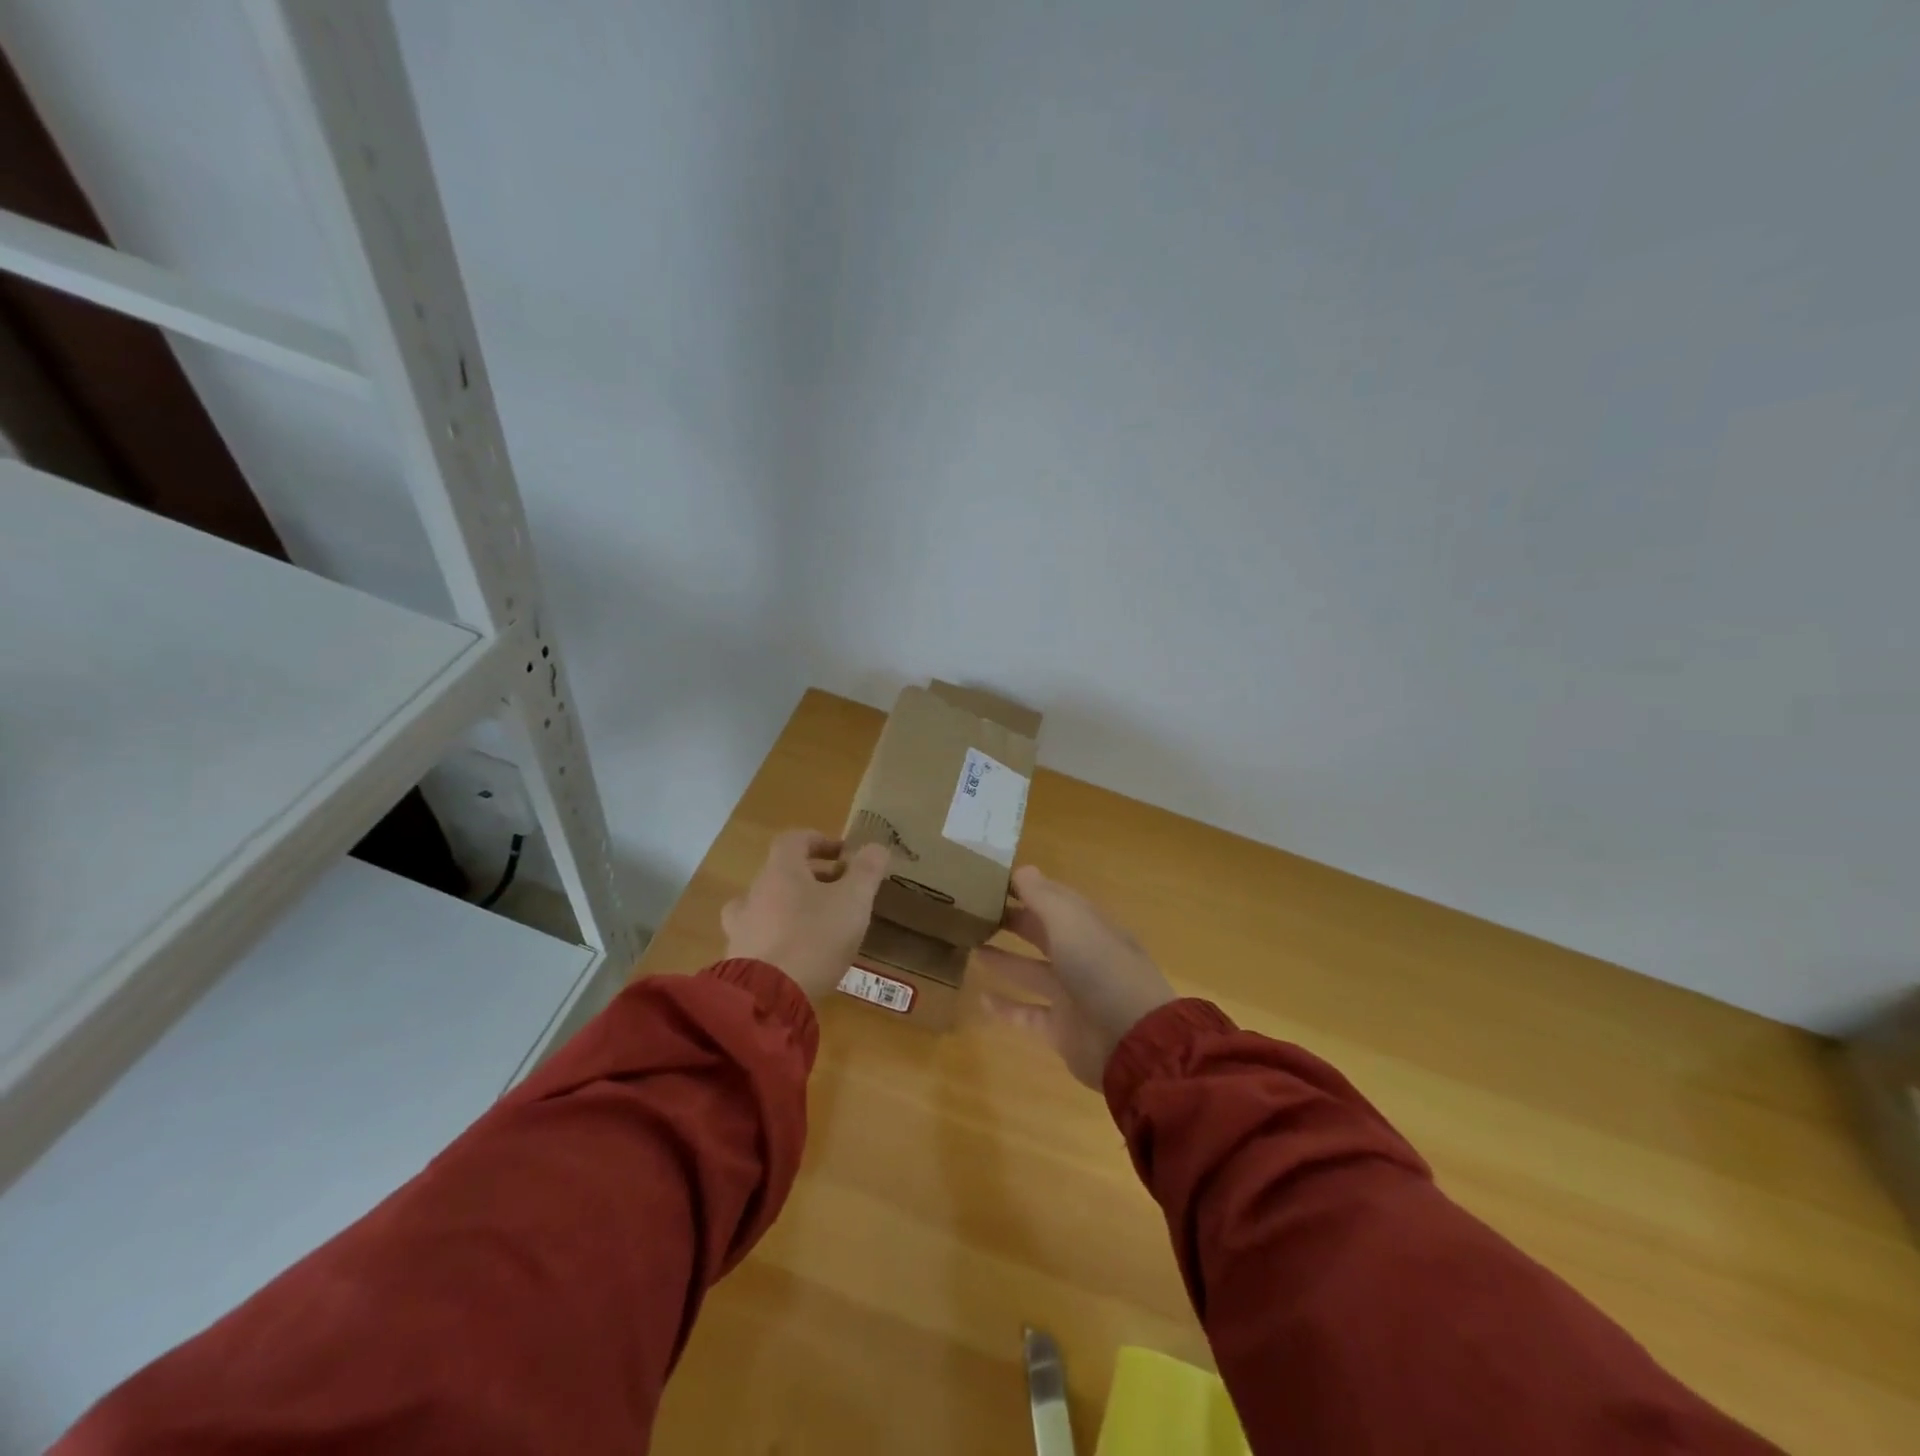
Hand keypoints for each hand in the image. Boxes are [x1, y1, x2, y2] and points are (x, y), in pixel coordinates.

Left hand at [722, 830, 890, 1000]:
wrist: (767, 998)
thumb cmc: (814, 938)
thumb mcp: (853, 900)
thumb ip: (867, 870)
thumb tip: (877, 846)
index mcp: (780, 871)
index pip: (794, 840)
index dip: (819, 841)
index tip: (843, 854)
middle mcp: (754, 892)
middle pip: (781, 873)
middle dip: (813, 877)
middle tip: (841, 891)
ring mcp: (741, 927)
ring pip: (768, 905)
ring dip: (794, 907)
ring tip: (820, 924)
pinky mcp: (738, 960)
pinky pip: (762, 937)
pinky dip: (782, 937)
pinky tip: (802, 956)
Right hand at [975, 865, 1177, 1086]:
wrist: (1130, 1040)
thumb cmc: (1099, 968)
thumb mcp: (1070, 922)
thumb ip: (1043, 896)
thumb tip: (1021, 870)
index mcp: (1088, 926)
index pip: (1055, 899)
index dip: (1027, 888)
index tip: (992, 880)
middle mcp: (1081, 956)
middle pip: (1042, 933)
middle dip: (1014, 921)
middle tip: (974, 913)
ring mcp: (1072, 995)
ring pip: (1032, 972)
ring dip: (1004, 960)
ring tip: (971, 947)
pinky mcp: (1061, 1030)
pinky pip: (1027, 1014)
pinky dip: (1005, 1008)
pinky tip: (980, 998)